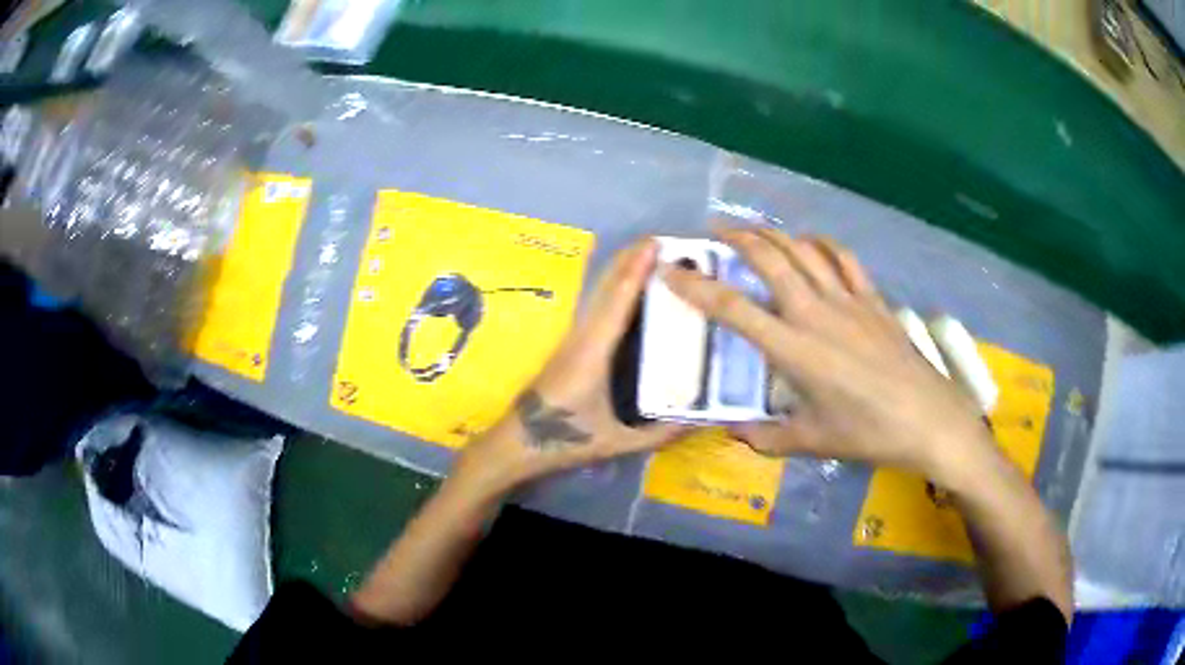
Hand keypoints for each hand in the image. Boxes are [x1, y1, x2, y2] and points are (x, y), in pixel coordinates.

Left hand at [457, 238, 684, 491]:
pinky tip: (631, 287)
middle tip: (663, 240)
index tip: (656, 244)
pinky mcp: (572, 344)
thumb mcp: (616, 441)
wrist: (518, 441)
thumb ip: (659, 433)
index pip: (617, 301)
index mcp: (593, 352)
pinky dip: (616, 287)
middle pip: (606, 286)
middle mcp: (582, 335)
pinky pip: (598, 306)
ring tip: (652, 256)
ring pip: (600, 293)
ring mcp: (574, 337)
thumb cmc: (565, 440)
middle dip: (631, 258)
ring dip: (623, 269)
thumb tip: (699, 420)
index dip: (636, 270)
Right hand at [661, 226, 991, 481]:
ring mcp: (848, 301)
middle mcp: (816, 314)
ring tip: (756, 231)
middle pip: (769, 260)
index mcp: (794, 351)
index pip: (734, 309)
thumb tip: (732, 432)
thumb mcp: (811, 442)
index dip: (697, 287)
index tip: (671, 271)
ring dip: (775, 234)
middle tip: (714, 232)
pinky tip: (811, 243)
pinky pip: (843, 258)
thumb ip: (765, 437)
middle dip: (737, 238)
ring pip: (804, 250)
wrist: (927, 418)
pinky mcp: (872, 299)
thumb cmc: (867, 434)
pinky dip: (822, 244)